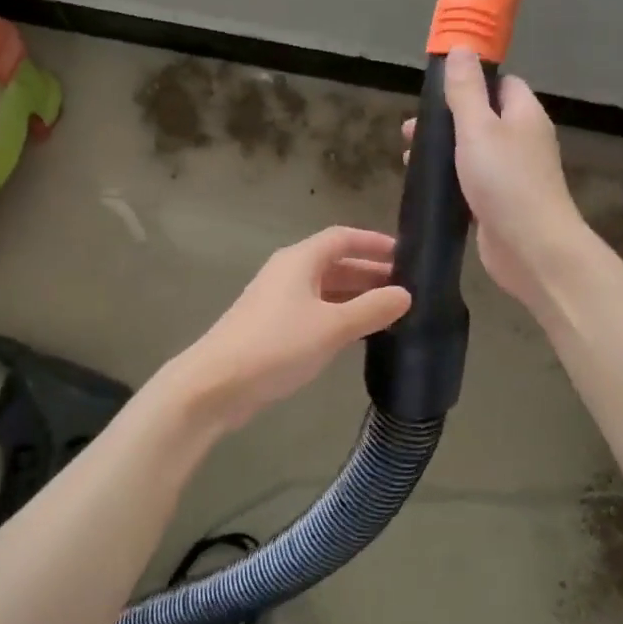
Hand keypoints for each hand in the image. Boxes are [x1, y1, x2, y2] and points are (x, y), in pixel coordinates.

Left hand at [164, 227, 411, 432]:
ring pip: (326, 289)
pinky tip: (359, 334)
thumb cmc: (276, 345)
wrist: (216, 385)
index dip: (374, 242)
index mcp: (300, 260)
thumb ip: (371, 309)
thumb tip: (405, 294)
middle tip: (406, 289)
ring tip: (391, 311)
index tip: (406, 254)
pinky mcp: (273, 327)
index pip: (342, 238)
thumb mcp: (331, 327)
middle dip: (370, 273)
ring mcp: (278, 301)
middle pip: (335, 263)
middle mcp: (288, 273)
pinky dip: (339, 316)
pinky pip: (315, 311)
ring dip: (356, 297)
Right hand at [405, 47, 588, 310]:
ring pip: (474, 152)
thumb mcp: (478, 128)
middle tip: (410, 130)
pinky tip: (426, 187)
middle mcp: (522, 141)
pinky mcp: (501, 204)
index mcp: (524, 114)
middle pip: (483, 118)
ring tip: (407, 158)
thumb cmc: (505, 181)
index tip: (437, 89)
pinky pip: (472, 182)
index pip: (501, 84)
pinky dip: (450, 181)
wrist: (532, 249)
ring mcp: (513, 175)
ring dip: (443, 152)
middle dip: (446, 120)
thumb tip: (461, 48)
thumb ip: (466, 90)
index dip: (471, 81)